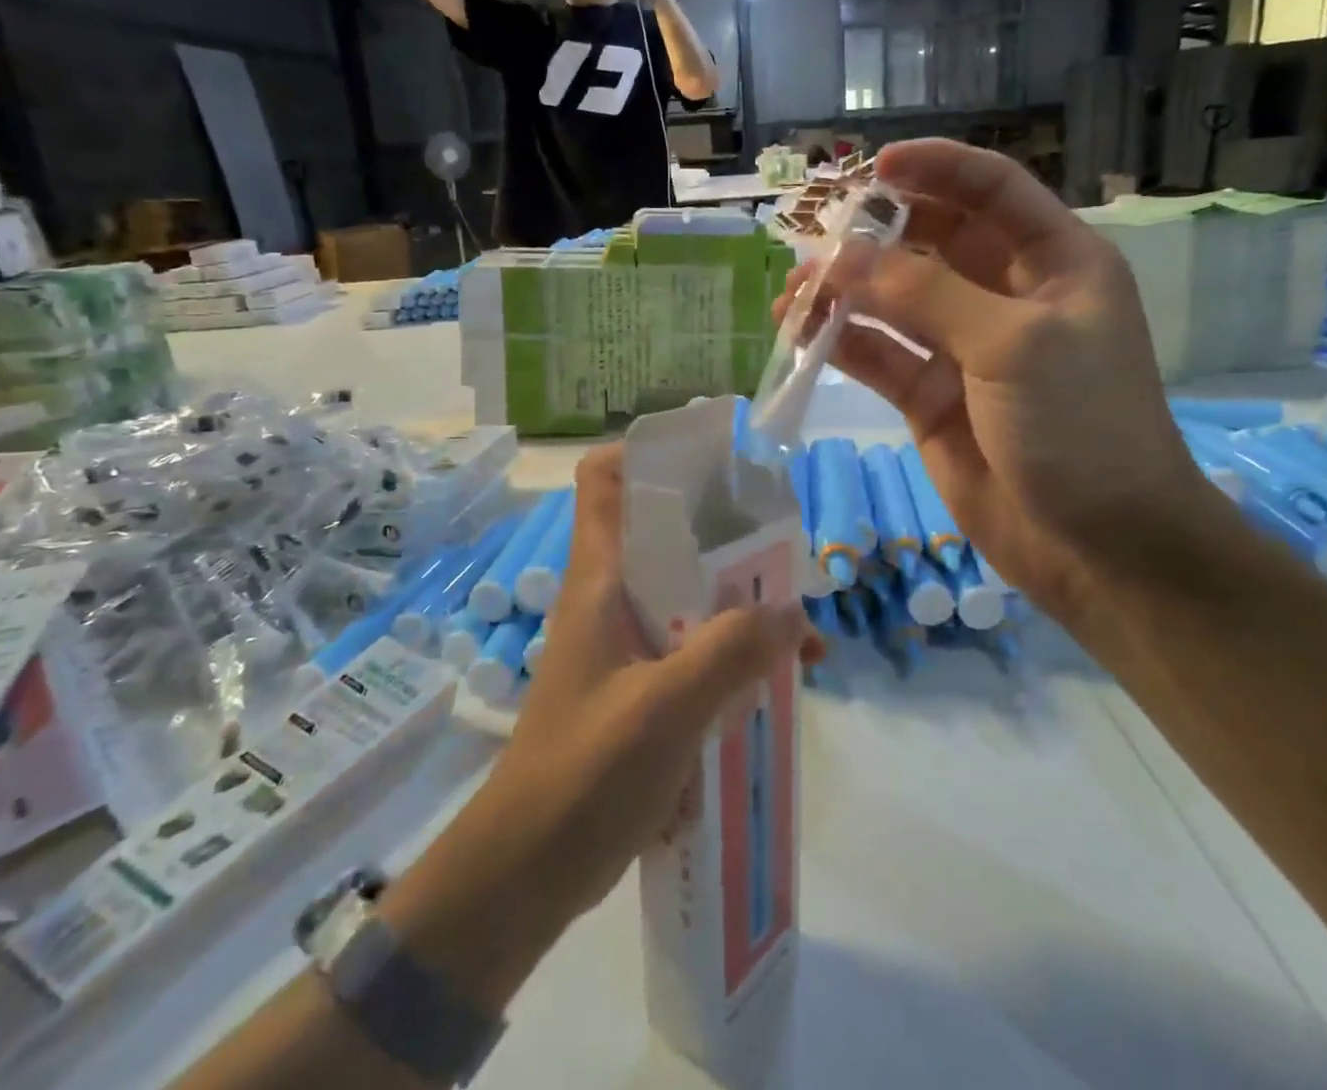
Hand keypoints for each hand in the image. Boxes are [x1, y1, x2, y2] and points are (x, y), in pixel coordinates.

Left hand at [478, 444, 813, 920]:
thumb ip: (731, 651)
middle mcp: (612, 597)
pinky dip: (735, 650)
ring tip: (801, 630)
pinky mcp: (641, 685)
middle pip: (667, 530)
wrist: (524, 876)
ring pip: (690, 592)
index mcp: (601, 579)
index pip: (605, 479)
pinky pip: (696, 645)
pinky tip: (777, 679)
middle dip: (728, 531)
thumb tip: (794, 611)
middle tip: (787, 546)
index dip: (651, 450)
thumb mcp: (664, 710)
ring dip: (743, 601)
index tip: (716, 457)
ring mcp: (626, 643)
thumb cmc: (582, 776)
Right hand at [775, 141, 1212, 636]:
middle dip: (876, 234)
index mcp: (1054, 262)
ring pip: (895, 301)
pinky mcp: (931, 397)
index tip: (874, 168)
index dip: (936, 169)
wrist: (1100, 546)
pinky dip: (841, 343)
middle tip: (817, 237)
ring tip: (794, 293)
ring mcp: (965, 348)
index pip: (992, 191)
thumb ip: (926, 295)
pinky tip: (800, 334)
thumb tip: (842, 258)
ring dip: (846, 292)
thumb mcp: (1012, 344)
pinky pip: (879, 355)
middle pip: (933, 241)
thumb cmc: (1080, 425)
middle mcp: (1007, 296)